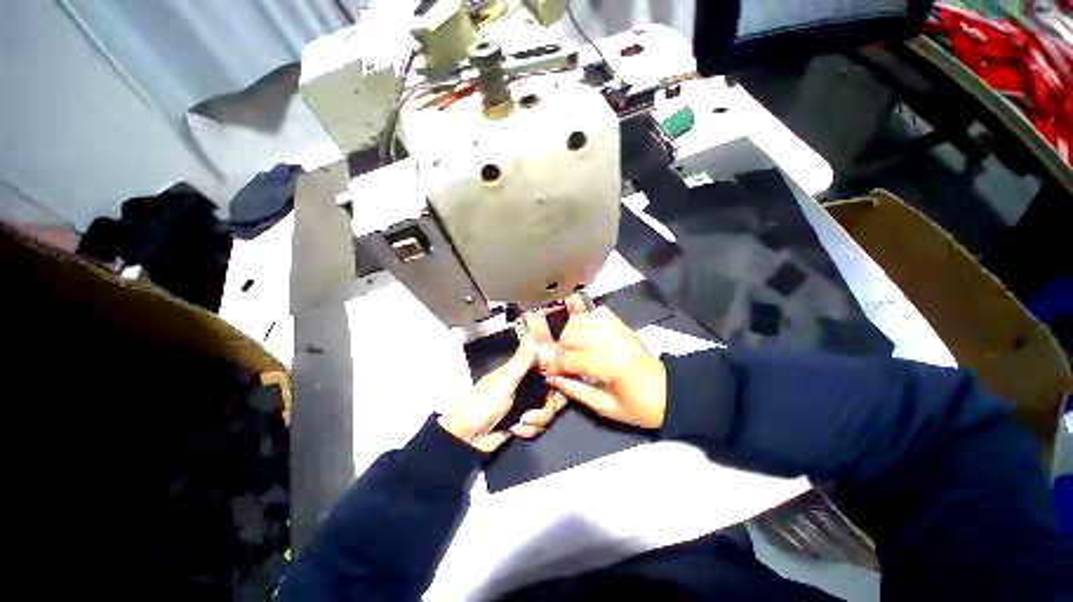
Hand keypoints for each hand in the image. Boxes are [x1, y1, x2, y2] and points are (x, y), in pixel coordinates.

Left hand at [438, 336, 564, 452]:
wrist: (467, 439)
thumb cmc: (480, 407)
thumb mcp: (503, 382)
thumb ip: (520, 361)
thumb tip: (532, 338)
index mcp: (522, 370)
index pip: (549, 366)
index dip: (558, 374)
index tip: (557, 384)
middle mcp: (528, 384)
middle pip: (555, 391)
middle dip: (547, 406)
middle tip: (533, 412)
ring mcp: (528, 402)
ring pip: (550, 409)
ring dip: (538, 420)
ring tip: (520, 422)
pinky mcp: (527, 419)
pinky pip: (542, 424)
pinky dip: (531, 430)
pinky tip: (517, 429)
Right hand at [539, 304, 666, 428]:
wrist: (669, 392)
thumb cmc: (639, 406)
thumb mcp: (605, 407)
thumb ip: (575, 390)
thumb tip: (551, 378)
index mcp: (609, 364)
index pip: (569, 358)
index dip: (554, 366)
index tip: (549, 373)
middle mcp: (611, 340)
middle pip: (570, 336)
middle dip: (559, 351)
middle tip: (560, 364)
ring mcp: (617, 329)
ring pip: (579, 322)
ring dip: (569, 335)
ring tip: (572, 350)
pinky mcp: (622, 324)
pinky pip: (595, 314)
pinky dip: (585, 321)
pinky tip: (585, 336)